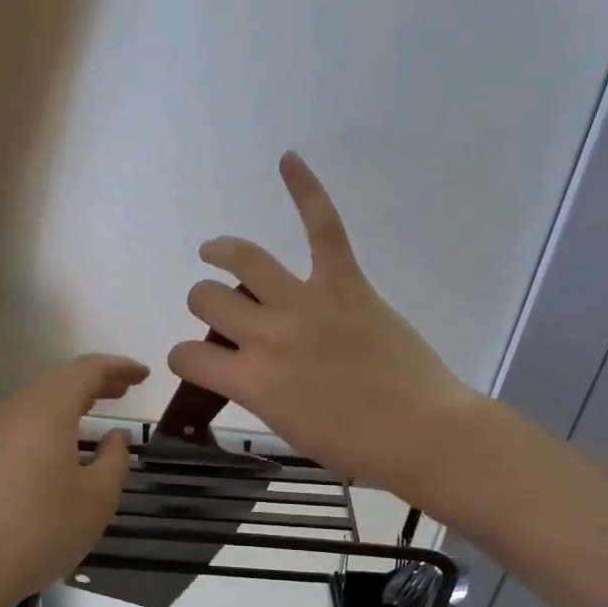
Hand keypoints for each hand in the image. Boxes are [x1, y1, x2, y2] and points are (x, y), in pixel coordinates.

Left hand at [0, 354, 147, 605]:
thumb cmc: (43, 528)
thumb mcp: (97, 497)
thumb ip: (114, 460)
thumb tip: (114, 437)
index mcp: (48, 409)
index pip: (87, 371)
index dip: (118, 368)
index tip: (143, 375)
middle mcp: (17, 411)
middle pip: (58, 381)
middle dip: (94, 381)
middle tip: (123, 389)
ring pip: (37, 402)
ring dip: (69, 401)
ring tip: (95, 410)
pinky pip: (22, 424)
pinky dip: (50, 421)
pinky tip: (61, 445)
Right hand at [169, 153, 476, 494]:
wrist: (422, 433)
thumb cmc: (355, 446)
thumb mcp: (285, 428)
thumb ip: (256, 391)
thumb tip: (247, 367)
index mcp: (250, 381)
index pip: (186, 356)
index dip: (184, 359)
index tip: (197, 363)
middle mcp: (266, 335)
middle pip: (206, 298)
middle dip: (204, 305)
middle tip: (221, 314)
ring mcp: (306, 304)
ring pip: (244, 259)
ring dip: (222, 252)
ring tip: (215, 251)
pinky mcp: (345, 283)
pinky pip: (322, 228)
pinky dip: (306, 190)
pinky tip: (288, 160)